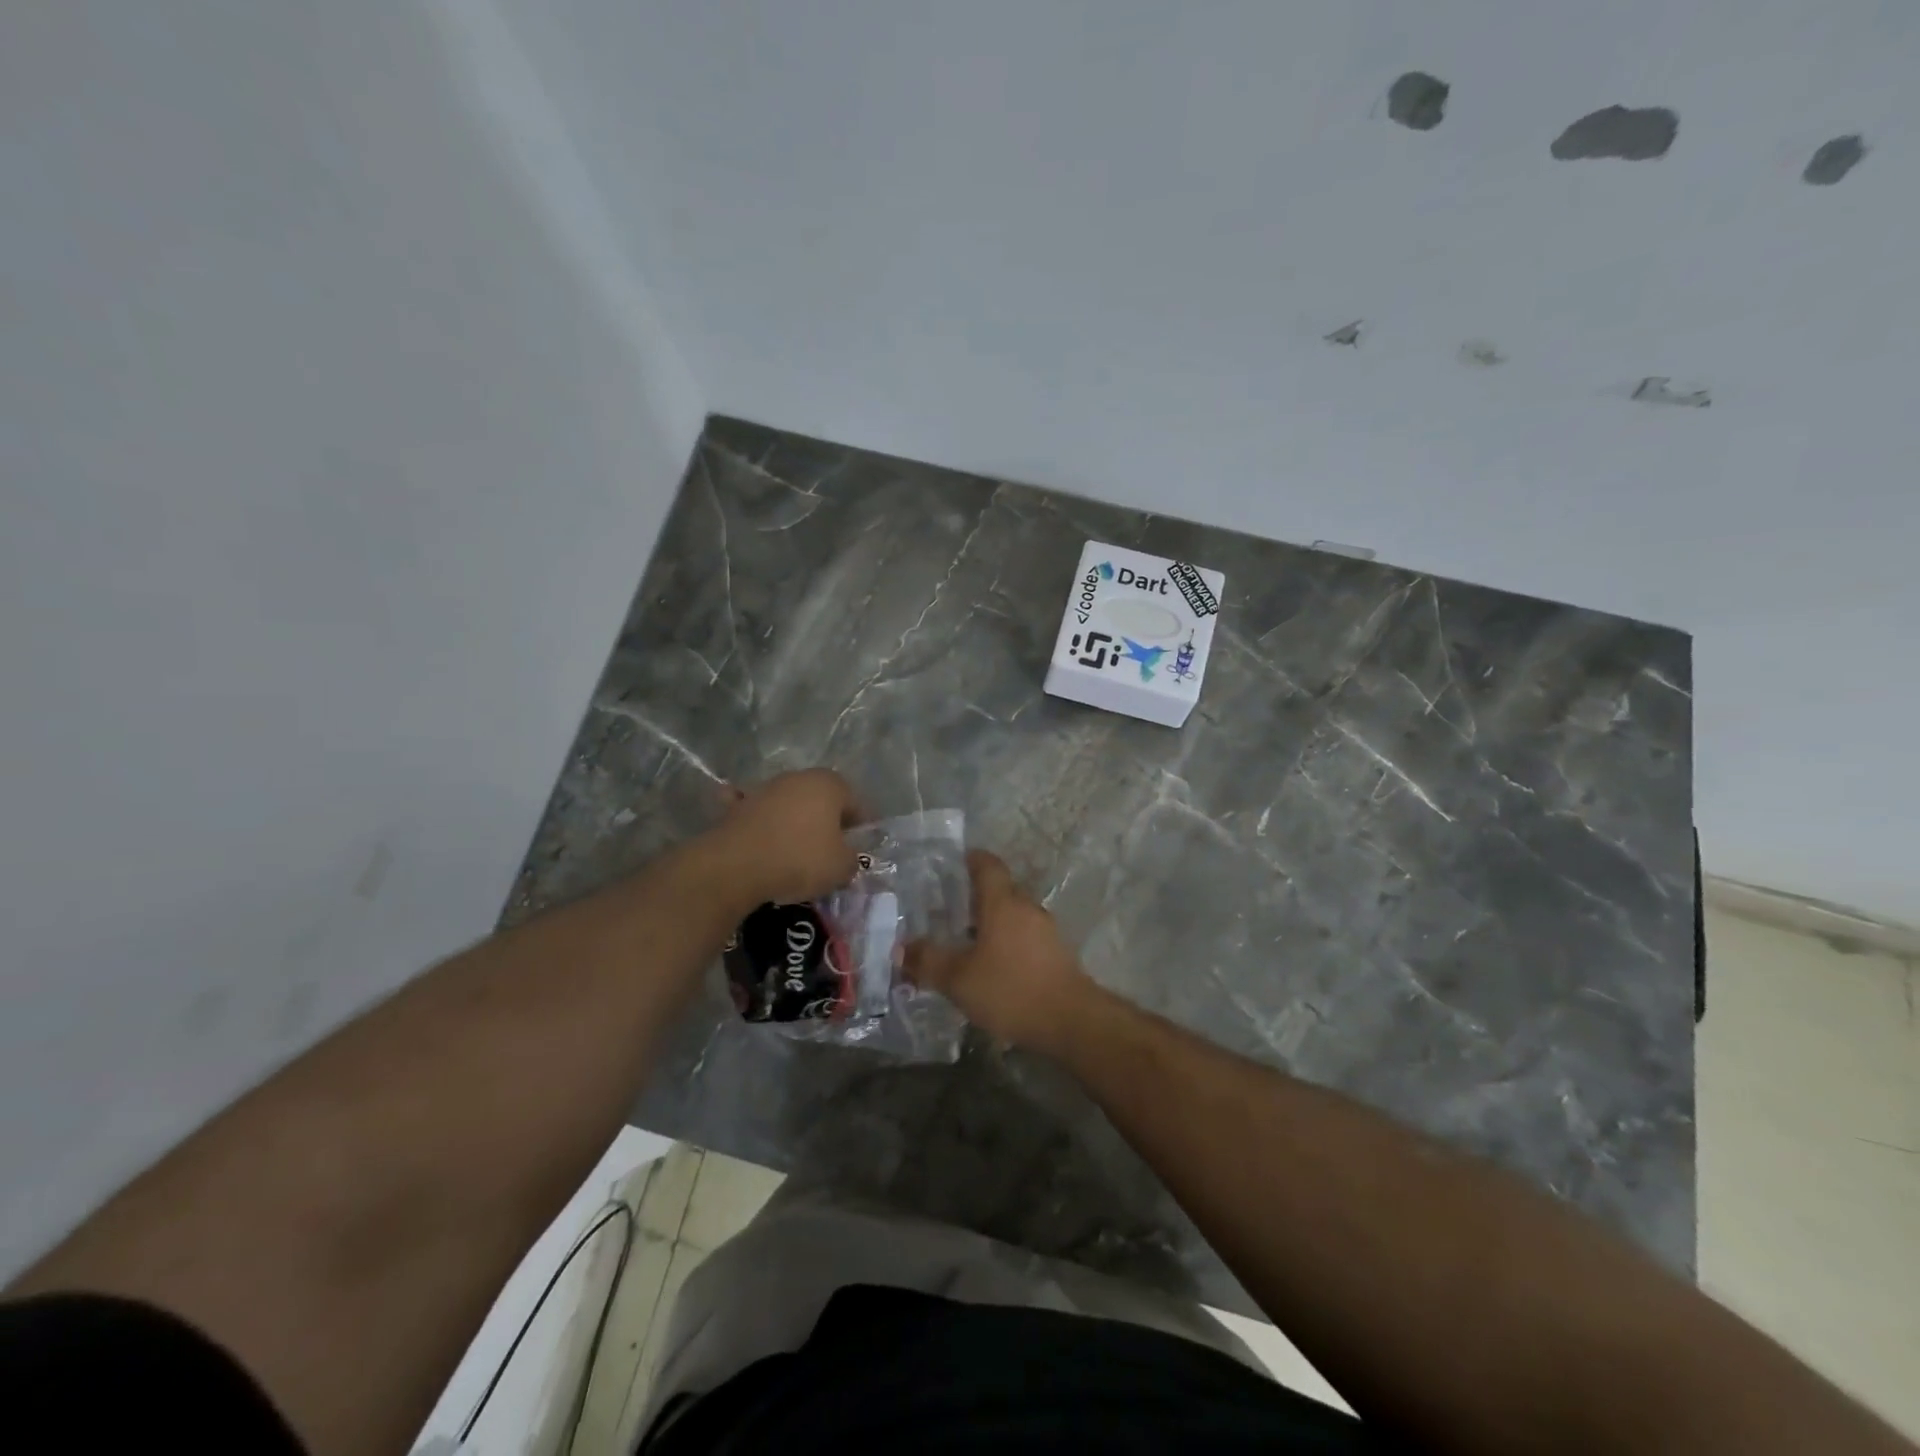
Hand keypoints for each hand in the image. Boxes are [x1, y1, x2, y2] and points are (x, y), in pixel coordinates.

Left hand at [702, 769, 861, 907]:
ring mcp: (764, 789)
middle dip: (826, 821)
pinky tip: (759, 838)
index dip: (859, 827)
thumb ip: (851, 859)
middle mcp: (797, 778)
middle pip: (820, 800)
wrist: (737, 865)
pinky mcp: (736, 806)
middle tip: (829, 850)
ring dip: (793, 821)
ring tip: (794, 852)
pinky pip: (754, 813)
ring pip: (788, 805)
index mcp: (829, 784)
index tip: (857, 849)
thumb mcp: (841, 867)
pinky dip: (758, 822)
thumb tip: (845, 858)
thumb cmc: (800, 859)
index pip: (855, 802)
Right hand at [905, 851, 1097, 1051]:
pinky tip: (994, 965)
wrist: (1071, 1020)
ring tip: (966, 940)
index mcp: (1002, 902)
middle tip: (948, 909)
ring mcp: (1045, 930)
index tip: (954, 862)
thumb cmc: (1010, 989)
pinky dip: (1007, 941)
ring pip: (1013, 915)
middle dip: (976, 895)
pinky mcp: (1057, 953)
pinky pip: (1025, 936)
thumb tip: (901, 949)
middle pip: (1000, 890)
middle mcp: (1026, 907)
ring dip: (992, 922)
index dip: (971, 859)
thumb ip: (928, 961)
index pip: (987, 865)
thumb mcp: (958, 979)